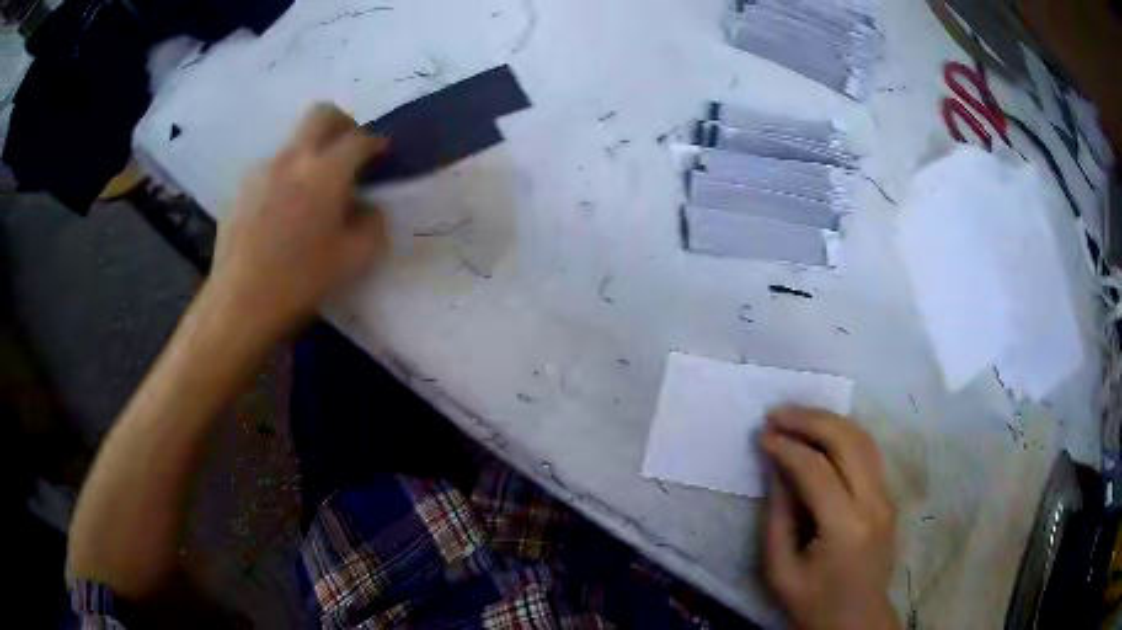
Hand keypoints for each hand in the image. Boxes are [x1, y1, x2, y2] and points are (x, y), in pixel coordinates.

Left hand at [210, 103, 388, 337]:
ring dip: (311, 153)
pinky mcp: (242, 188)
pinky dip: (287, 176)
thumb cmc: (300, 281)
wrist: (239, 303)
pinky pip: (272, 168)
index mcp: (326, 172)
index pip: (359, 139)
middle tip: (349, 150)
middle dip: (343, 123)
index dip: (376, 143)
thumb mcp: (354, 260)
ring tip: (313, 192)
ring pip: (294, 142)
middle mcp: (293, 159)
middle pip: (322, 115)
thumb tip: (368, 207)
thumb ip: (373, 224)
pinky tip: (284, 211)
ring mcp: (263, 170)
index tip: (381, 154)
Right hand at [759, 407, 899, 629]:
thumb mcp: (780, 570)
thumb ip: (776, 516)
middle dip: (810, 419)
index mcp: (845, 527)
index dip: (787, 448)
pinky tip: (820, 433)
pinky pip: (868, 451)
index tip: (761, 436)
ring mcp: (887, 496)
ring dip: (829, 420)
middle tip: (777, 413)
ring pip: (863, 438)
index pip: (817, 470)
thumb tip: (775, 467)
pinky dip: (843, 434)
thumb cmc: (813, 602)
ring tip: (795, 416)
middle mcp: (874, 503)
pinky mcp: (889, 496)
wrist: (856, 620)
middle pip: (848, 441)